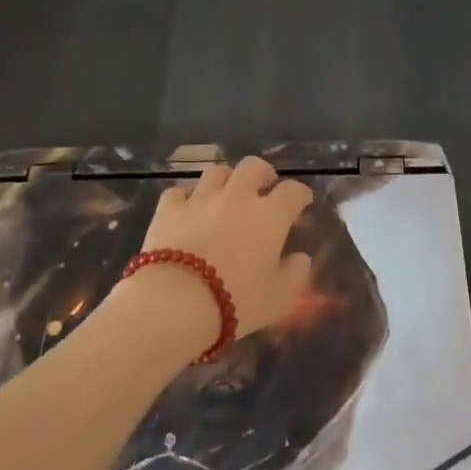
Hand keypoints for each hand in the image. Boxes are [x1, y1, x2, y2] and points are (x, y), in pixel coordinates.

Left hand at [127, 157, 314, 346]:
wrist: (176, 302)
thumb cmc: (236, 302)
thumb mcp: (279, 299)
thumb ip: (295, 275)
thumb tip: (301, 259)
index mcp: (270, 216)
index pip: (293, 191)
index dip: (300, 194)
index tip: (302, 202)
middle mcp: (237, 197)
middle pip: (253, 166)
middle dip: (262, 173)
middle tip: (264, 187)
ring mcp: (200, 199)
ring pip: (216, 172)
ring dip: (226, 180)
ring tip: (225, 195)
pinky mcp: (168, 209)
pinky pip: (179, 192)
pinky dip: (187, 198)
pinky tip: (188, 209)